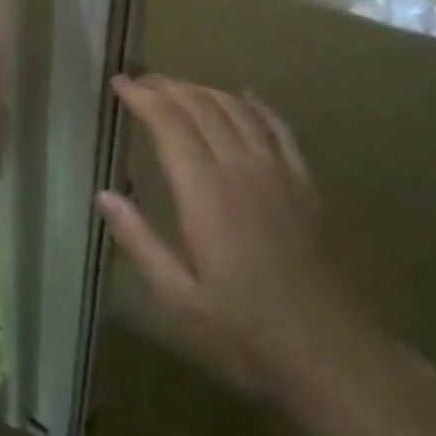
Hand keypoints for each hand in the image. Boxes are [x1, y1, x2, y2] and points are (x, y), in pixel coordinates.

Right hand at [100, 76, 402, 435]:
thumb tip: (105, 195)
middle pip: (202, 107)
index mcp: (205, 194)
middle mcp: (241, 169)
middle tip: (141, 80)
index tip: (119, 83)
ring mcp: (278, 173)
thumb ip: (139, 242)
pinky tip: (245, 95)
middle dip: (168, 87)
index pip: (170, 124)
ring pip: (238, 110)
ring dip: (205, 90)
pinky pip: (278, 129)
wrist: (331, 354)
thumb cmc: (245, 333)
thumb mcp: (179, 299)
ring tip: (179, 87)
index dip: (143, 98)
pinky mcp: (304, 185)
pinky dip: (256, 105)